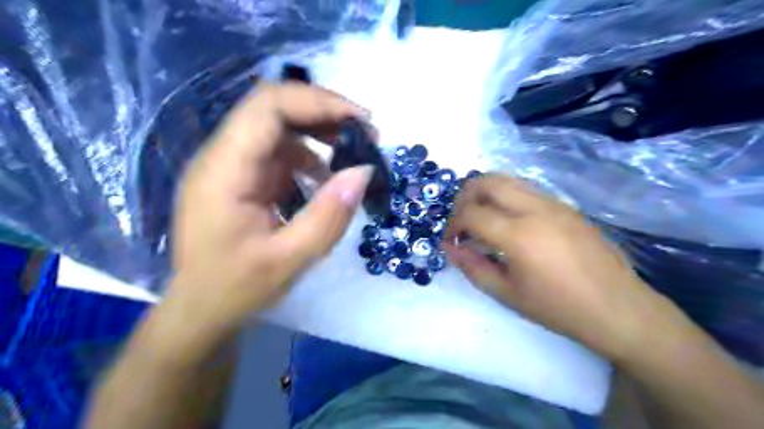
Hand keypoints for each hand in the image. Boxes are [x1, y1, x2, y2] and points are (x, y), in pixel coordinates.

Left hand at [165, 84, 373, 336]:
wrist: (200, 309)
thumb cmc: (236, 289)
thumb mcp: (290, 260)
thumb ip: (329, 216)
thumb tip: (364, 172)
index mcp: (224, 171)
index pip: (268, 107)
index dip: (318, 103)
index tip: (361, 121)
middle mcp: (222, 157)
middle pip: (273, 107)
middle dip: (324, 112)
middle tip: (366, 133)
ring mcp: (231, 165)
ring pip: (278, 126)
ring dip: (319, 130)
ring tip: (354, 150)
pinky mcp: (242, 177)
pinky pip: (278, 151)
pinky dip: (309, 155)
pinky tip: (326, 177)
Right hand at [445, 173, 670, 358]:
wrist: (619, 309)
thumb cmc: (559, 308)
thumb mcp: (508, 294)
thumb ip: (473, 268)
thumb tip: (450, 249)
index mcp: (519, 234)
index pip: (471, 213)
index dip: (453, 225)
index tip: (451, 241)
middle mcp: (535, 209)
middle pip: (487, 182)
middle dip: (464, 196)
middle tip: (461, 220)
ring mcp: (554, 204)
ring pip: (508, 180)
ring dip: (485, 193)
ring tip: (481, 218)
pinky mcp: (567, 207)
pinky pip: (527, 190)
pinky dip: (506, 197)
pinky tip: (508, 221)